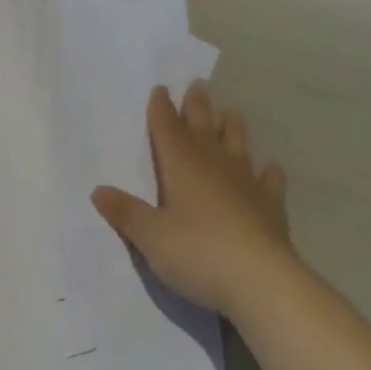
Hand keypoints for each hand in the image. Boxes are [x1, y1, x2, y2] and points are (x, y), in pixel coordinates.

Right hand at [91, 80, 297, 314]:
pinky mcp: (271, 211)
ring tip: (231, 112)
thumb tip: (98, 191)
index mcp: (181, 168)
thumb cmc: (198, 253)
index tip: (161, 88)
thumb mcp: (150, 236)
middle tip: (198, 85)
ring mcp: (246, 188)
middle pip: (202, 130)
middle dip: (197, 108)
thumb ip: (126, 213)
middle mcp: (214, 168)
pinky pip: (269, 184)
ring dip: (232, 130)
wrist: (263, 284)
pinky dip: (269, 174)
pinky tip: (272, 168)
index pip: (167, 130)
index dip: (161, 110)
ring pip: (237, 148)